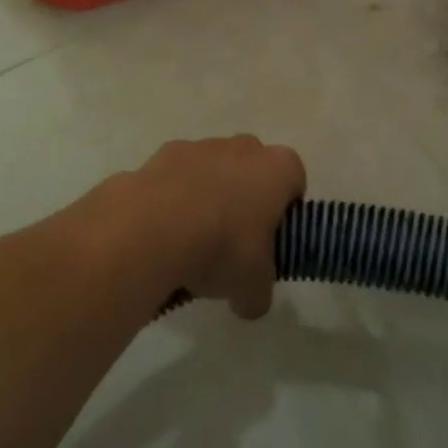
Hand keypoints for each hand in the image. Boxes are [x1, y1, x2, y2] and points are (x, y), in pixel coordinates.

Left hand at [117, 136, 305, 318]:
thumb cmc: (222, 248)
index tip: (271, 238)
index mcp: (278, 169)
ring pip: (212, 169)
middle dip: (245, 197)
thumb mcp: (252, 287)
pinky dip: (171, 198)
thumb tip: (250, 301)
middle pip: (252, 168)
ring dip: (206, 195)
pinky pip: (175, 177)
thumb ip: (259, 292)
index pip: (294, 178)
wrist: (153, 229)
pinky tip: (160, 233)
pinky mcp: (162, 153)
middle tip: (233, 240)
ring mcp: (201, 146)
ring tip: (189, 241)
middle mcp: (243, 148)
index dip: (285, 208)